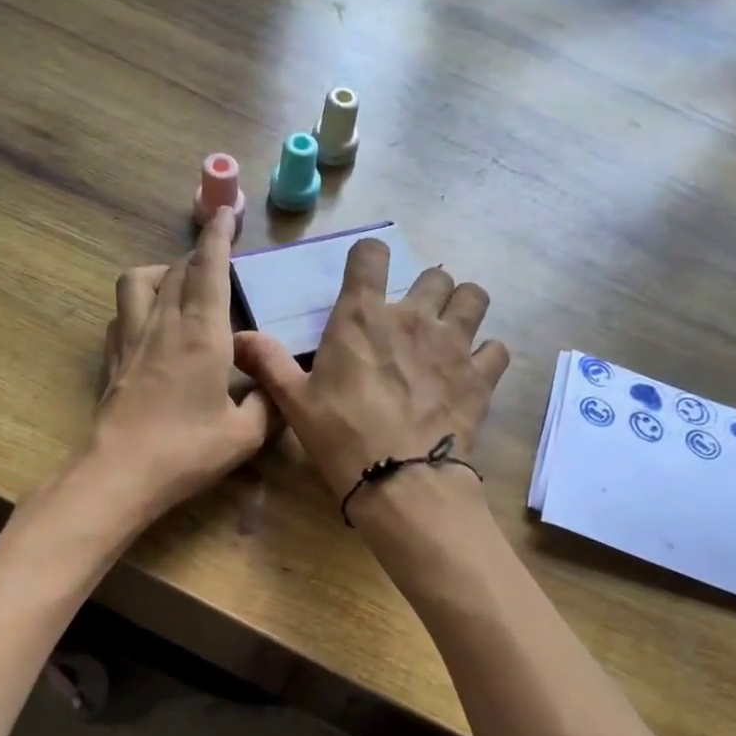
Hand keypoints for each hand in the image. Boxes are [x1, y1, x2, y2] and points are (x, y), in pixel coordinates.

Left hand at [90, 209, 272, 520]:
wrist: (122, 472)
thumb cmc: (189, 451)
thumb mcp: (246, 434)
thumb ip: (267, 404)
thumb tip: (276, 388)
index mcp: (203, 335)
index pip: (210, 270)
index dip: (218, 237)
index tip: (225, 213)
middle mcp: (165, 325)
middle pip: (178, 269)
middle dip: (199, 253)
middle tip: (217, 255)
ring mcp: (131, 339)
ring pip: (138, 281)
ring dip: (161, 271)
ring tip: (179, 284)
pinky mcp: (111, 359)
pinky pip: (121, 313)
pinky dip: (138, 305)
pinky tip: (150, 323)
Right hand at [234, 238, 509, 501]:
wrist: (401, 481)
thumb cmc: (341, 436)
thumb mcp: (294, 401)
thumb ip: (269, 362)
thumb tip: (238, 338)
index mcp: (362, 316)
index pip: (371, 254)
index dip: (369, 258)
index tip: (366, 275)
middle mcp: (413, 317)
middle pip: (436, 274)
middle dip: (426, 290)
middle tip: (413, 320)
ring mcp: (454, 344)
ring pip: (474, 297)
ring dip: (463, 309)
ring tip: (450, 333)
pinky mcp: (481, 376)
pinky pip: (497, 349)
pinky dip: (486, 356)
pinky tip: (472, 373)